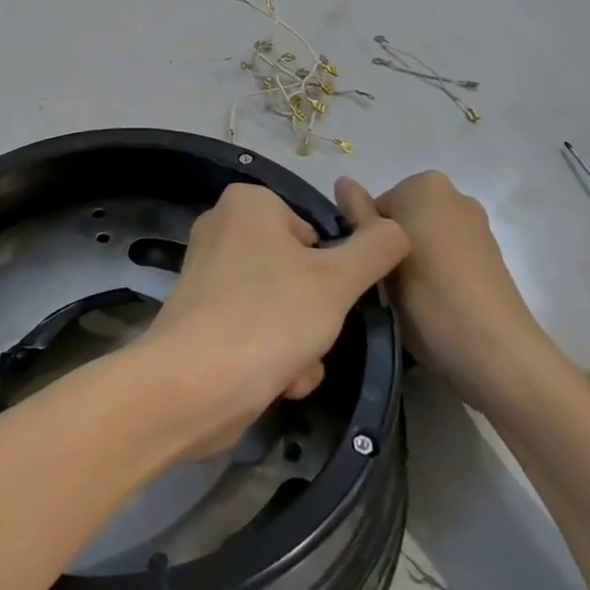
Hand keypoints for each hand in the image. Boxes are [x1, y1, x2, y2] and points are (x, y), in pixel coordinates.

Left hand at [137, 182, 408, 459]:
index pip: (316, 229)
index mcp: (248, 202)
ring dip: (302, 342)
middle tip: (315, 335)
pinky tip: (278, 381)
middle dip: (317, 314)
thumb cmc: (269, 317)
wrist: (193, 386)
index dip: (332, 267)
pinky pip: (256, 327)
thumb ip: (376, 247)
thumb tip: (397, 226)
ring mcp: (209, 274)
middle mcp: (223, 228)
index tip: (333, 296)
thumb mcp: (338, 279)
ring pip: (283, 305)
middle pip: (300, 270)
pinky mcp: (203, 316)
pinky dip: (274, 355)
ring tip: (295, 365)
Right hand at [336, 171, 554, 396]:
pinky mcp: (490, 255)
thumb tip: (343, 181)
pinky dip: (436, 272)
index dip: (365, 241)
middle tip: (384, 287)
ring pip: (423, 238)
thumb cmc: (427, 295)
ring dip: (411, 262)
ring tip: (408, 301)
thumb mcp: (379, 255)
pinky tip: (434, 303)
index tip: (368, 271)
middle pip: (400, 219)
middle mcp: (454, 195)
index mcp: (424, 184)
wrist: (494, 348)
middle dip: (390, 247)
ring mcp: (476, 225)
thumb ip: (358, 215)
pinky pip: (446, 255)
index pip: (373, 207)